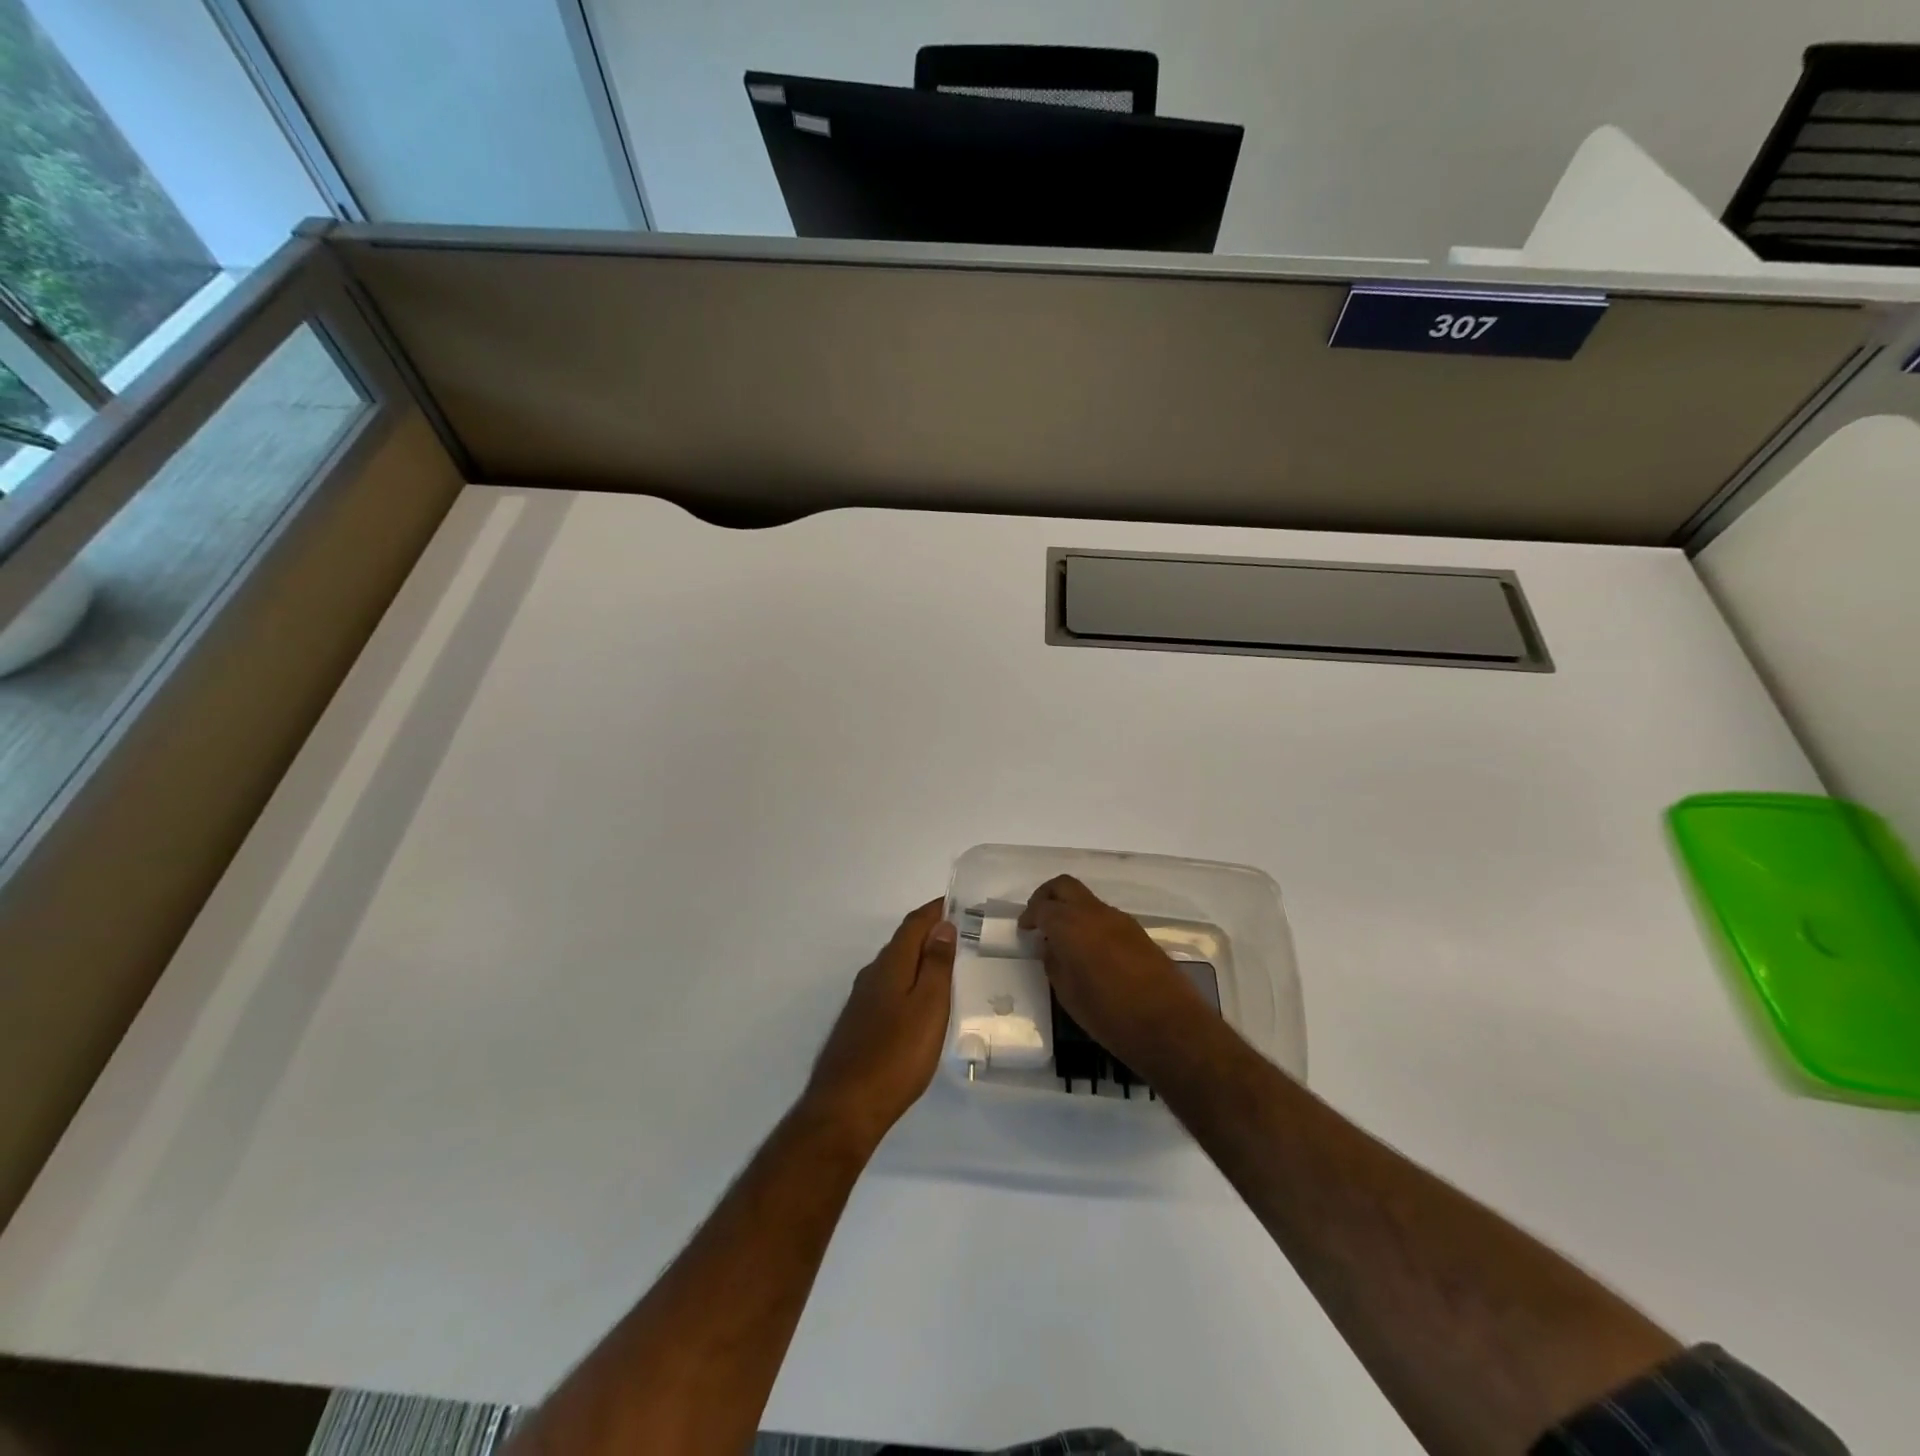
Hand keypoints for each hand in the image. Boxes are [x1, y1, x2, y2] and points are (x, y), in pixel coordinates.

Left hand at [803, 900, 956, 1146]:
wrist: (846, 1107)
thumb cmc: (897, 1054)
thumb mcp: (929, 1007)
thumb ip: (936, 965)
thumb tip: (942, 926)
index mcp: (891, 965)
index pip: (914, 924)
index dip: (935, 910)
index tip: (956, 901)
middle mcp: (872, 975)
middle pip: (903, 943)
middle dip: (928, 933)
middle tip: (959, 933)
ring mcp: (862, 1000)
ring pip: (894, 967)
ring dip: (918, 958)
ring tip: (946, 965)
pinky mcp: (859, 1024)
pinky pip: (888, 988)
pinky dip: (908, 981)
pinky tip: (919, 1002)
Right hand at [1020, 875, 1209, 1076]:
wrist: (1169, 1024)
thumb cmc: (1109, 1015)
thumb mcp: (1068, 995)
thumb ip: (1054, 963)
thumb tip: (1051, 947)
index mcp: (1071, 925)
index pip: (1042, 906)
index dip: (1029, 916)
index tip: (1024, 930)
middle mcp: (1094, 913)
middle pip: (1064, 886)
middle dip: (1047, 896)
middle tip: (1038, 919)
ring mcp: (1119, 919)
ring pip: (1086, 899)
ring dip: (1071, 910)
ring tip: (1063, 939)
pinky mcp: (1137, 931)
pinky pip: (1104, 915)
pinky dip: (1089, 922)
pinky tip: (1089, 949)